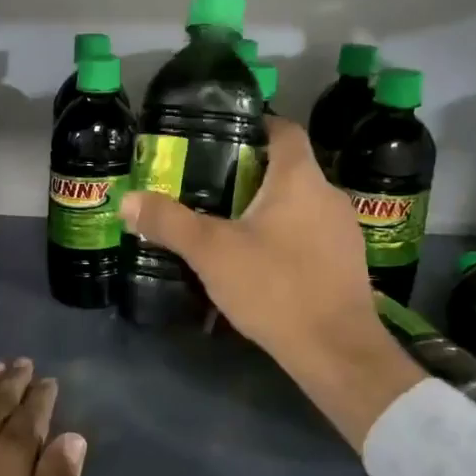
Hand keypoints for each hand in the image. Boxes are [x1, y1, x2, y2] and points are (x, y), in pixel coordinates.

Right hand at [118, 115, 422, 448]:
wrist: (336, 350)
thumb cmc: (275, 287)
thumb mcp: (211, 253)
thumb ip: (169, 223)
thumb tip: (127, 200)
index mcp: (300, 178)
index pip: (283, 129)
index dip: (254, 125)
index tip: (222, 135)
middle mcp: (329, 194)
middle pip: (289, 168)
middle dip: (251, 173)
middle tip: (210, 186)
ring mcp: (344, 230)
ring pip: (300, 204)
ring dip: (269, 208)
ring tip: (230, 225)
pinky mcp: (348, 262)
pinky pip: (311, 234)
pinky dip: (286, 236)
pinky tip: (261, 262)